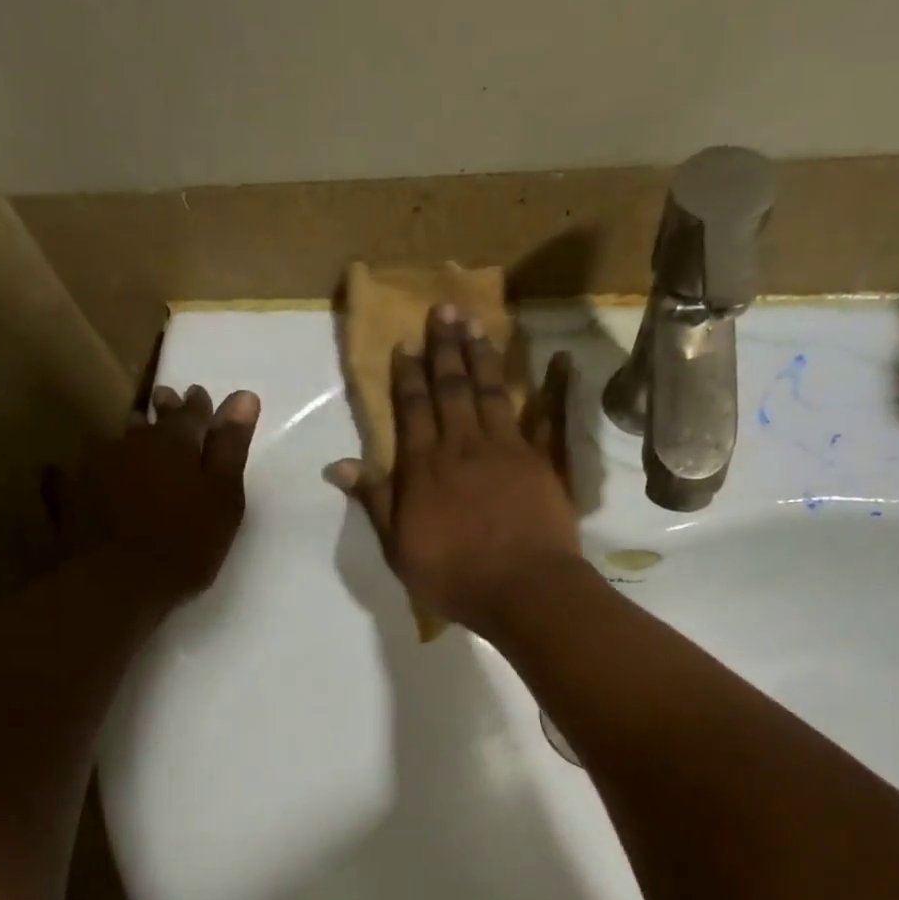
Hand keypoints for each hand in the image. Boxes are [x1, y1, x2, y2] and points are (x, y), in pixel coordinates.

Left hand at [65, 384, 260, 604]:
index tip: (201, 398)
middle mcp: (132, 443)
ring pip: (115, 443)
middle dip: (161, 412)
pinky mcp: (69, 495)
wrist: (115, 583)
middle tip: (165, 404)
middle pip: (150, 420)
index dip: (200, 405)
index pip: (192, 411)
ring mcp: (95, 467)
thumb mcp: (223, 498)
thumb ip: (231, 448)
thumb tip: (244, 396)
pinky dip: (77, 473)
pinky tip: (67, 474)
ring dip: (127, 440)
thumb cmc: (184, 543)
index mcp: (174, 441)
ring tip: (133, 440)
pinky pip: (70, 475)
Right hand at [330, 305, 579, 632]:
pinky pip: (551, 417)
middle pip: (452, 388)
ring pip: (492, 391)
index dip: (407, 375)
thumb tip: (339, 465)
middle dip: (445, 348)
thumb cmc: (453, 575)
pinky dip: (555, 387)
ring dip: (483, 355)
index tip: (405, 342)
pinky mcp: (544, 461)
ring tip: (477, 322)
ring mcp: (508, 448)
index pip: (412, 408)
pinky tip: (559, 358)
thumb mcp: (398, 546)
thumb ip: (375, 500)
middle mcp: (463, 445)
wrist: (522, 589)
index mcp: (425, 466)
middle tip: (443, 309)